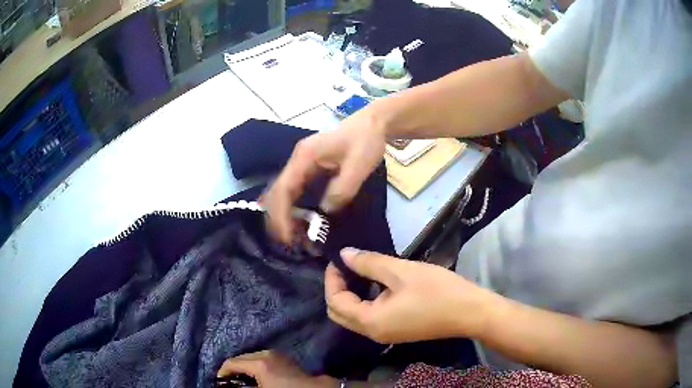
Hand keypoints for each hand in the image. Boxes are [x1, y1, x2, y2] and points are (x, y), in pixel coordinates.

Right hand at [217, 350, 336, 387]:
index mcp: (258, 363)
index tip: (219, 381)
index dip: (222, 372)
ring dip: (244, 366)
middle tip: (229, 381)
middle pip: (241, 357)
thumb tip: (232, 385)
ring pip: (251, 357)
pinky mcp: (283, 356)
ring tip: (241, 379)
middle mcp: (265, 353)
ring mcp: (275, 353)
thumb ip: (245, 387)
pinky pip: (262, 358)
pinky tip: (256, 375)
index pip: (232, 362)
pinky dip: (255, 365)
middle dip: (233, 369)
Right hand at [263, 108, 386, 242]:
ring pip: (282, 194)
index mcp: (304, 156)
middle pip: (277, 193)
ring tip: (295, 238)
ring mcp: (300, 165)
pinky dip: (292, 210)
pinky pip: (293, 193)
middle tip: (290, 243)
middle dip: (279, 219)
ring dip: (284, 216)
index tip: (288, 237)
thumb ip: (342, 189)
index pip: (283, 189)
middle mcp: (296, 161)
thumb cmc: (365, 141)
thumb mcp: (358, 165)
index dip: (281, 214)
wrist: (371, 125)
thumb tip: (325, 211)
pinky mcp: (307, 170)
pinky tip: (300, 224)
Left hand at [325, 248, 498, 343]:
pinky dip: (364, 301)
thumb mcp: (401, 272)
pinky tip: (375, 283)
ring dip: (350, 294)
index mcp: (370, 321)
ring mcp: (384, 335)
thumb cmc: (437, 290)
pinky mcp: (396, 331)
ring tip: (358, 270)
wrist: (470, 312)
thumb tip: (343, 255)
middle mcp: (372, 333)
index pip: (335, 301)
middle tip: (346, 265)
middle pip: (340, 313)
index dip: (332, 279)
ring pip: (353, 316)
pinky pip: (369, 318)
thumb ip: (368, 263)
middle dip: (337, 288)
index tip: (339, 258)